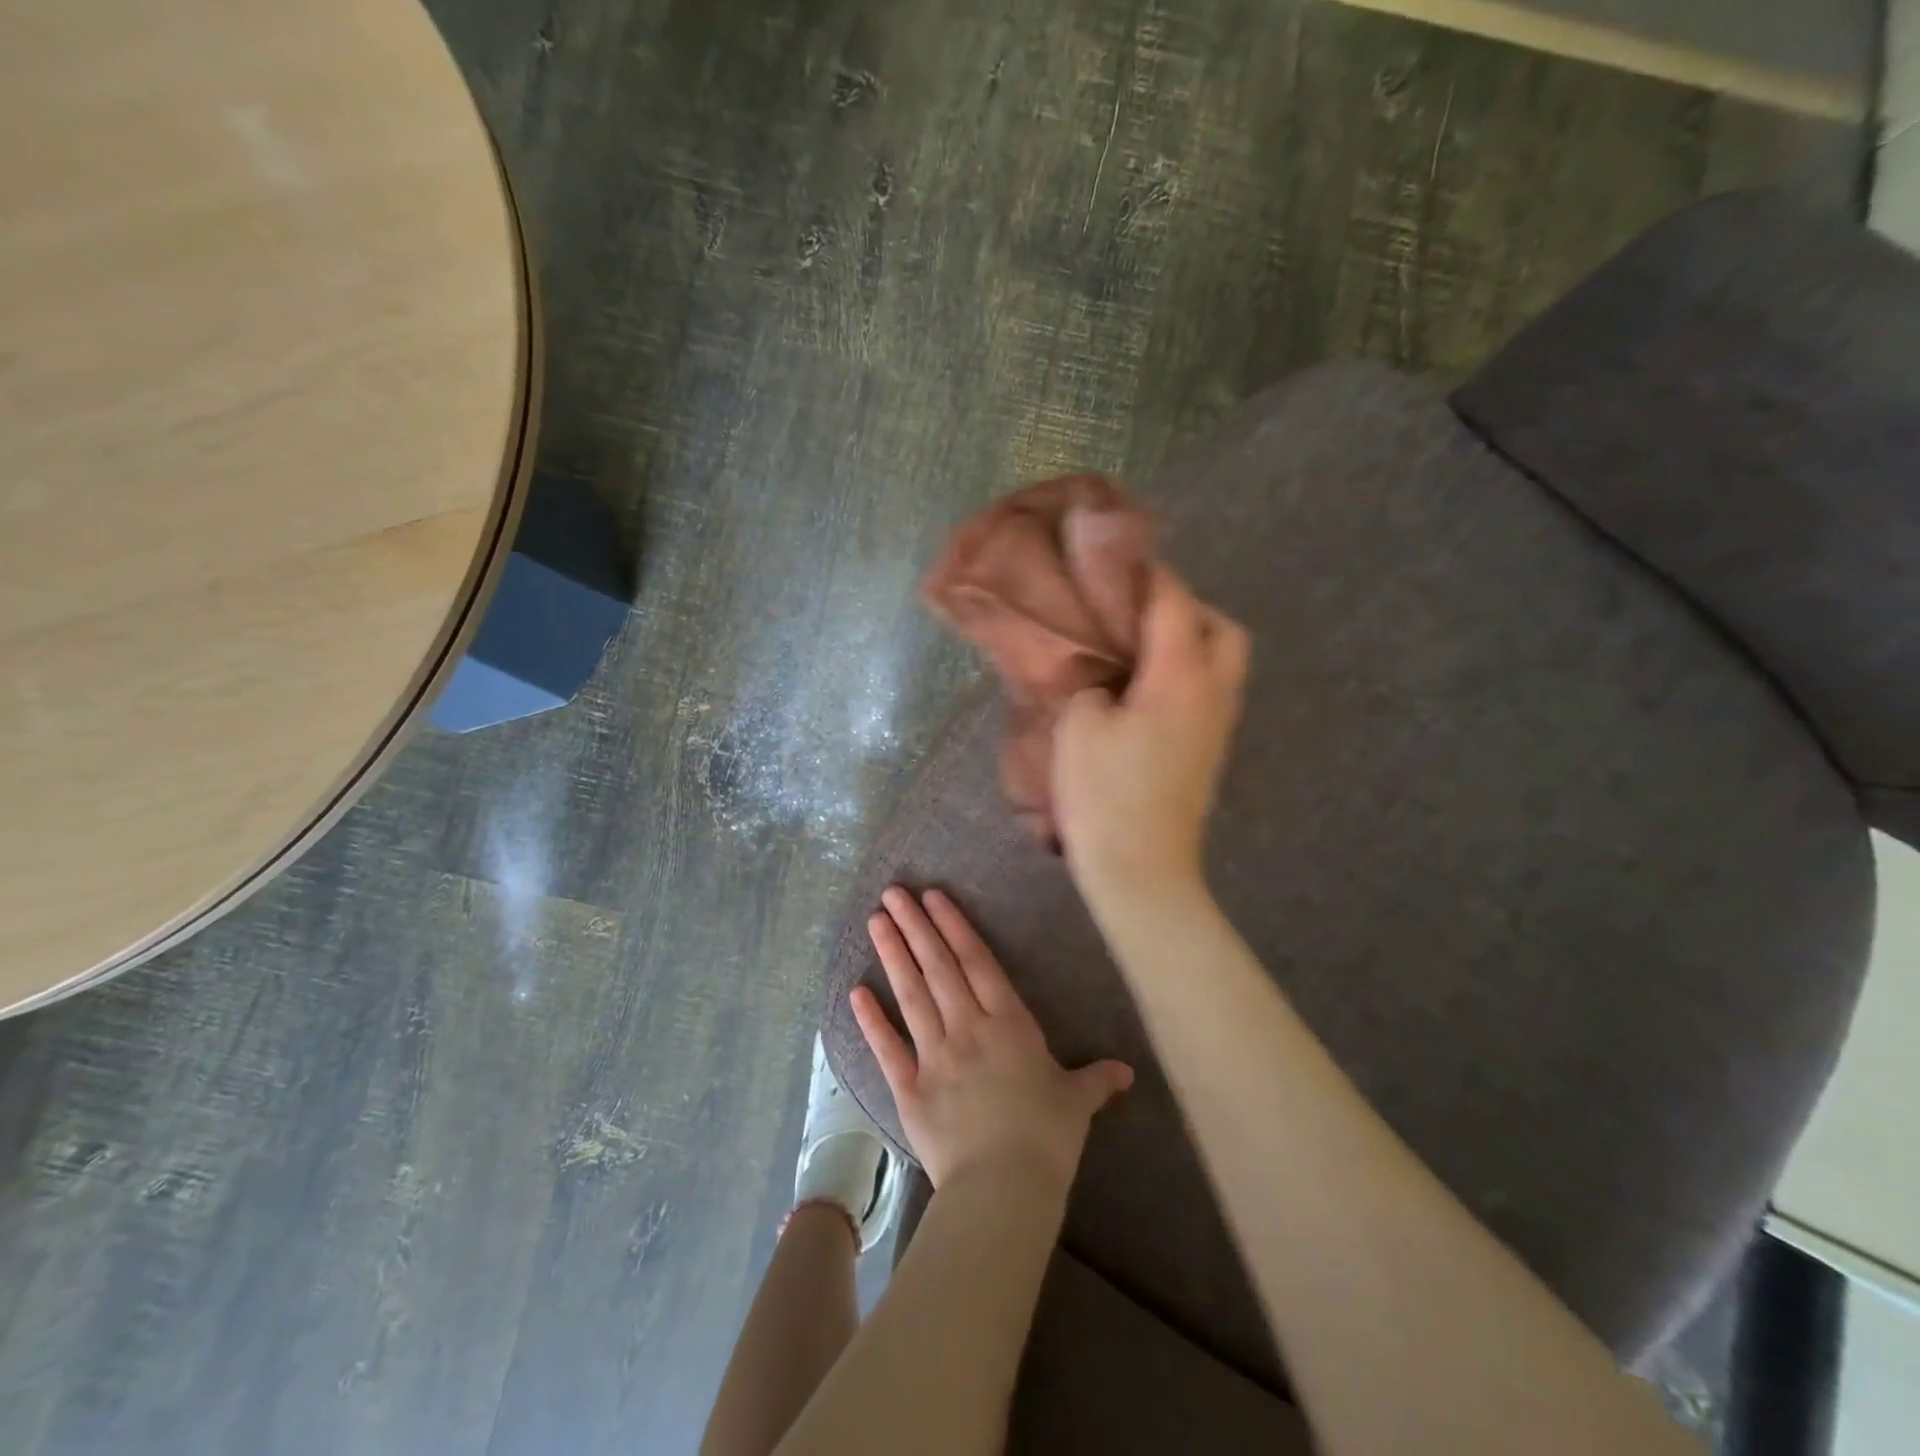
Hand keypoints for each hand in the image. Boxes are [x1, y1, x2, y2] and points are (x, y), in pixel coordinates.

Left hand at [853, 886, 1131, 1190]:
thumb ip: (1097, 1080)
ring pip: (912, 995)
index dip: (954, 926)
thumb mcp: (1077, 1102)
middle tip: (894, 893)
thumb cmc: (1047, 1138)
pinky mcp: (909, 1088)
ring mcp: (935, 1055)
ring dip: (893, 955)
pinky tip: (856, 990)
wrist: (1004, 1188)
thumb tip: (1127, 1072)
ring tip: (876, 921)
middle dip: (916, 926)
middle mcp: (968, 1028)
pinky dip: (871, 1019)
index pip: (977, 962)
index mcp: (1009, 1023)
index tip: (932, 897)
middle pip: (939, 967)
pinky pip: (887, 1048)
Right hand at [1053, 564, 1249, 906]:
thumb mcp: (1079, 726)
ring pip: (1222, 663)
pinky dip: (1184, 676)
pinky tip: (1142, 691)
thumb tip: (1106, 682)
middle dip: (1188, 609)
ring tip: (1136, 650)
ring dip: (1189, 644)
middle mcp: (1214, 693)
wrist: (1142, 869)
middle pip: (1223, 630)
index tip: (1118, 562)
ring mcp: (1217, 726)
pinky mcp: (1209, 753)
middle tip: (1138, 614)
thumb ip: (1092, 685)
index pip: (1174, 602)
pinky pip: (1208, 693)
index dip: (1148, 575)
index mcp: (1182, 675)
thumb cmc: (1106, 793)